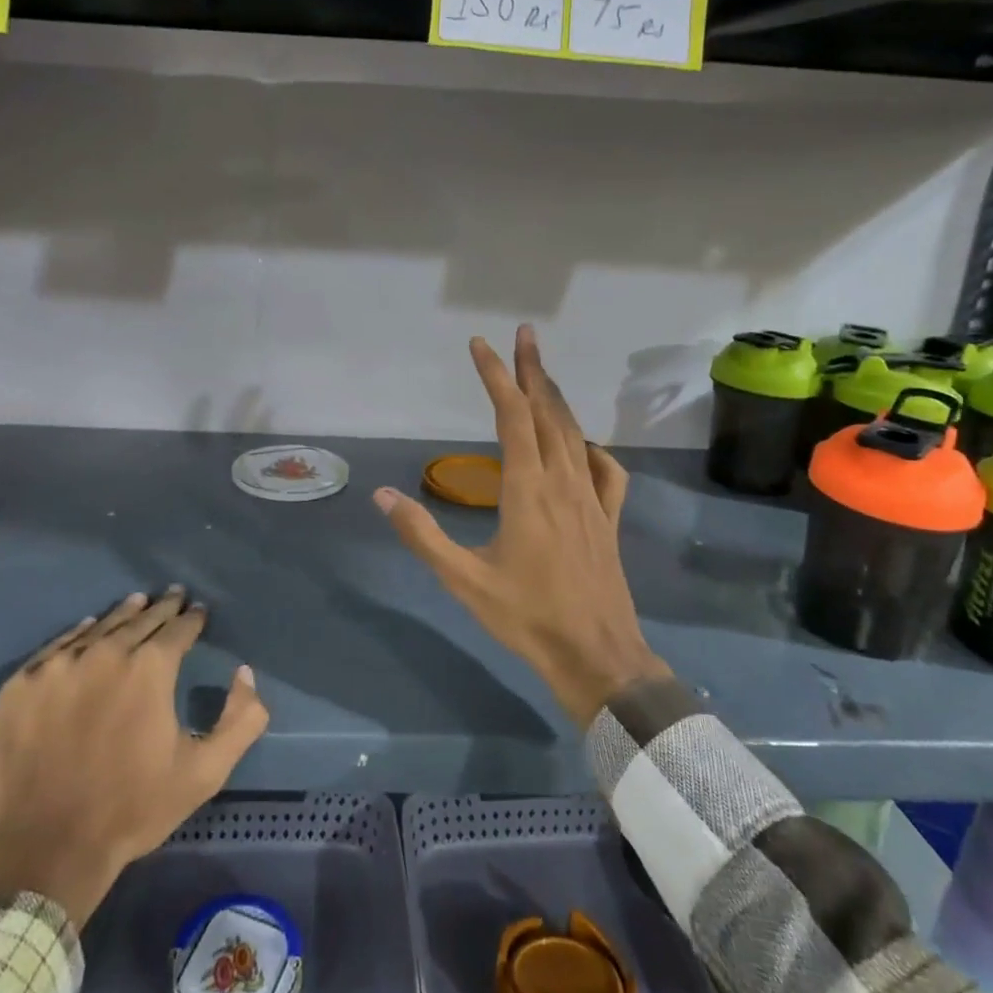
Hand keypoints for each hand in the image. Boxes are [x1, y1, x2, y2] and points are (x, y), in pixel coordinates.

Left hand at [0, 588, 268, 926]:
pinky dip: (79, 634)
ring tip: (137, 602)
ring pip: (100, 627)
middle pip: (140, 619)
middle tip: (173, 595)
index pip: (179, 627)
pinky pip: (58, 646)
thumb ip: (241, 719)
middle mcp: (106, 653)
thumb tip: (245, 673)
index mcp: (151, 667)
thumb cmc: (131, 810)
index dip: (193, 618)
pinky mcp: (21, 685)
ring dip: (123, 614)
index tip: (198, 610)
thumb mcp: (205, 772)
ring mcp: (58, 666)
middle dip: (162, 608)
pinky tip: (87, 629)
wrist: (43, 851)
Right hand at [373, 325, 668, 726]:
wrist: (597, 658)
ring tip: (542, 373)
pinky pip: (606, 471)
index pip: (511, 416)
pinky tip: (584, 447)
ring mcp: (592, 499)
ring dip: (557, 398)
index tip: (480, 345)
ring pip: (575, 434)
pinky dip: (591, 447)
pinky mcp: (608, 520)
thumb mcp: (463, 581)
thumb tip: (384, 495)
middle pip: (548, 412)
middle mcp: (563, 482)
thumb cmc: (526, 618)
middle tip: (522, 335)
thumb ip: (422, 535)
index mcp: (527, 489)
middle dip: (533, 369)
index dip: (496, 376)